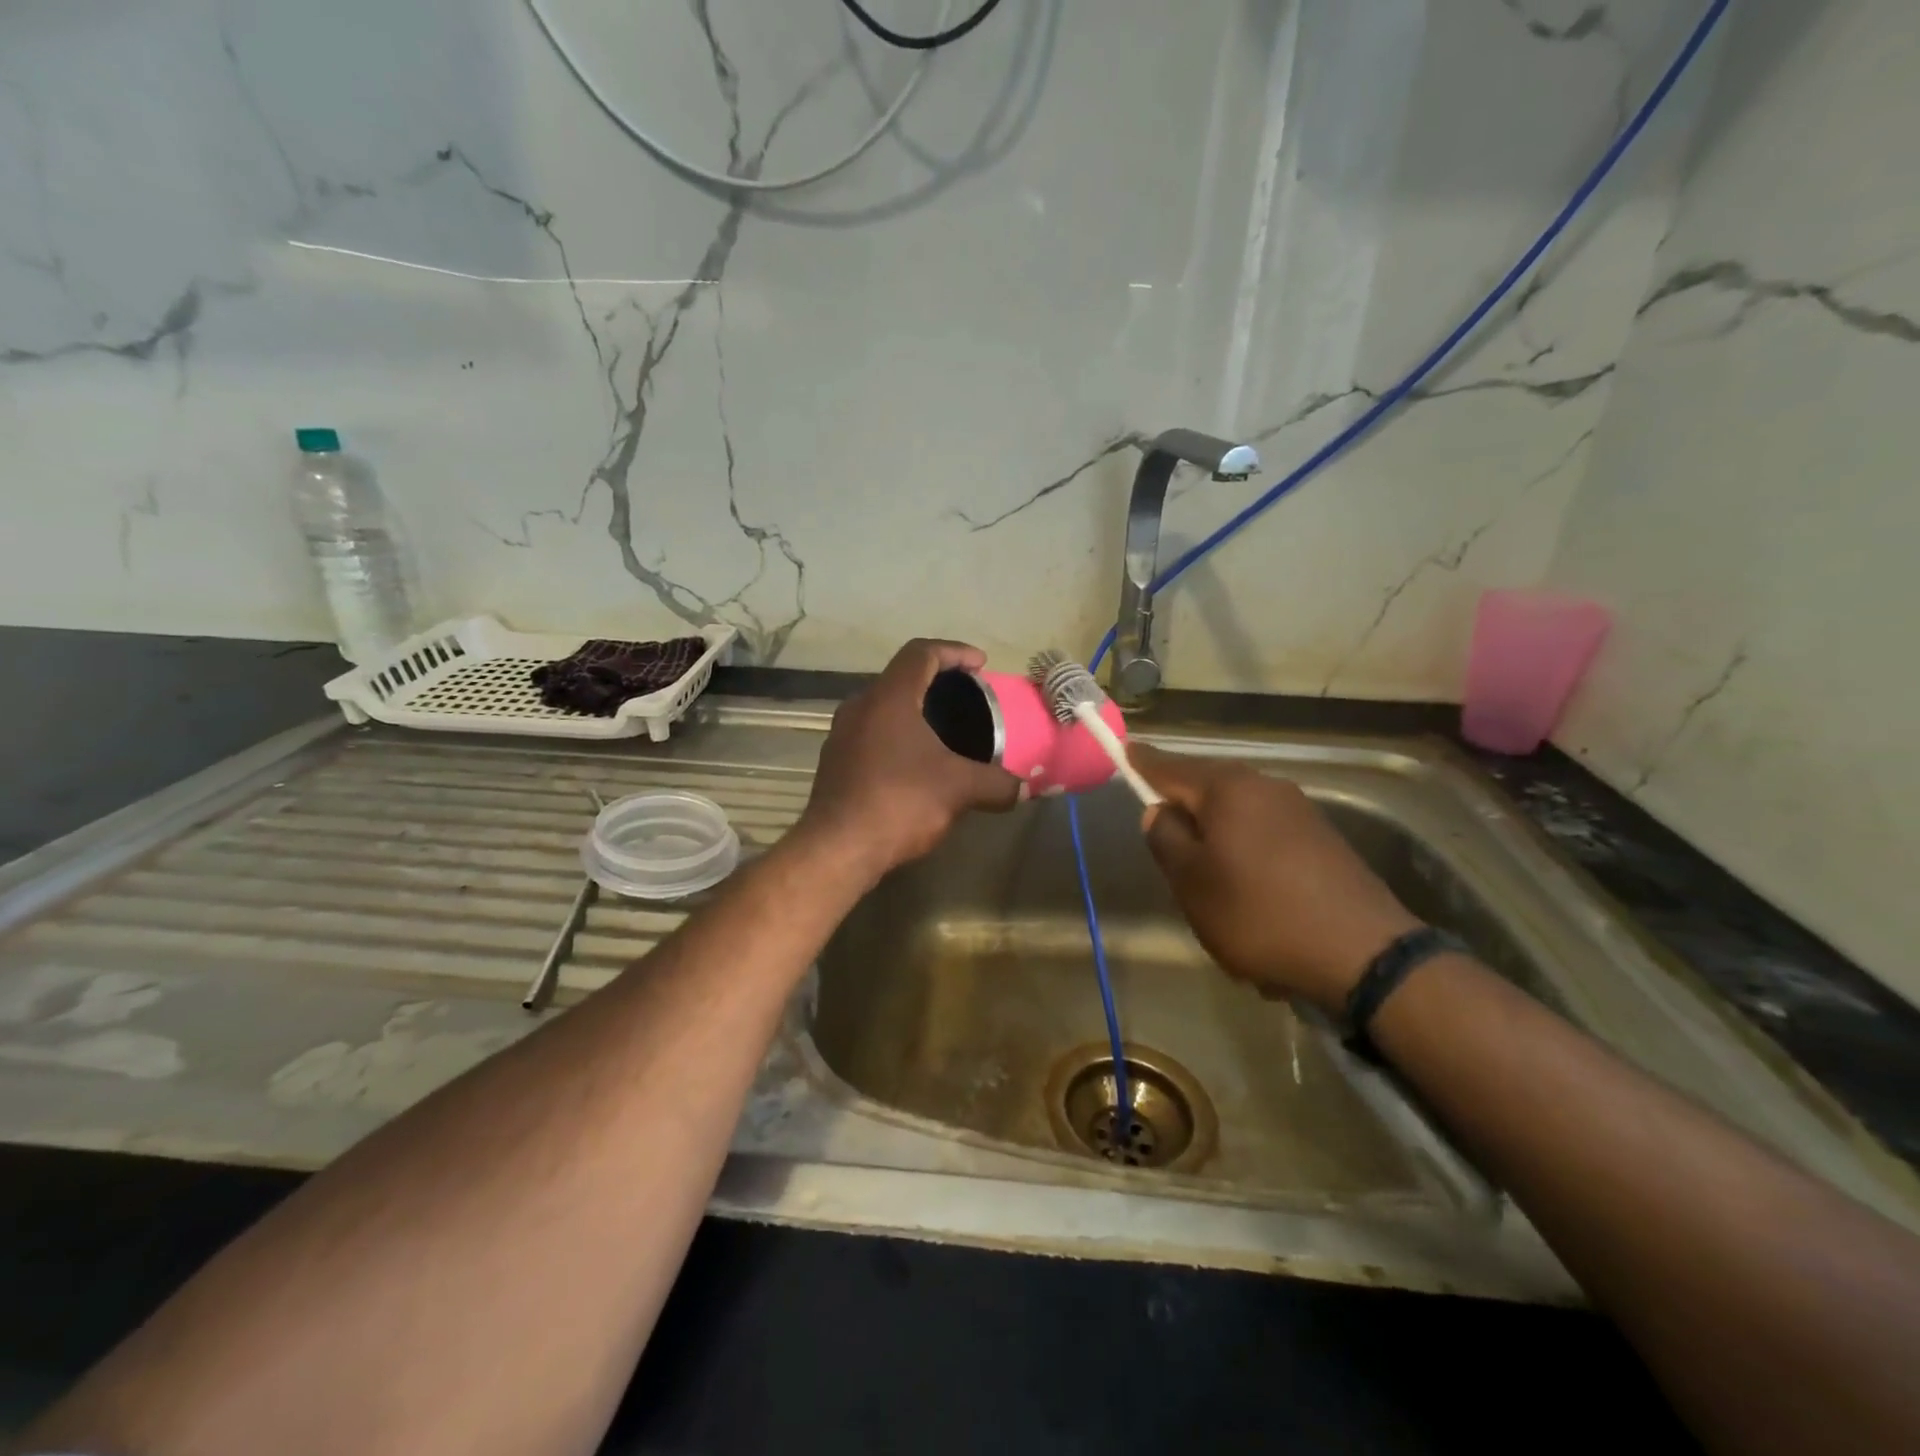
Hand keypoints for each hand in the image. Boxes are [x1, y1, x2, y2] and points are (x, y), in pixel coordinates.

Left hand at [797, 639, 1020, 885]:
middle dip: (936, 682)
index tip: (980, 665)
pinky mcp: (835, 763)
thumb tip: (1024, 790)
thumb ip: (996, 784)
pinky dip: (898, 737)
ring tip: (945, 731)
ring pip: (883, 708)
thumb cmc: (900, 802)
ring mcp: (841, 735)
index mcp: (889, 698)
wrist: (838, 849)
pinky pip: (872, 735)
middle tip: (967, 698)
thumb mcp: (959, 789)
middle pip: (901, 678)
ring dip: (915, 712)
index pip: (921, 653)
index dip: (954, 652)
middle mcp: (860, 706)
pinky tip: (917, 765)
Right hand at [1130, 744, 1421, 1013]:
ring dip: (1217, 837)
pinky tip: (1250, 895)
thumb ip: (1166, 839)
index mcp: (1228, 789)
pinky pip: (1266, 836)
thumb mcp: (1192, 883)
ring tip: (1208, 880)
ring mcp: (1300, 811)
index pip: (1170, 766)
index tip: (1124, 750)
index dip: (1143, 763)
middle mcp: (1265, 787)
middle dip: (1183, 806)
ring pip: (1238, 815)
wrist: (1364, 954)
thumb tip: (1160, 811)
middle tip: (1162, 837)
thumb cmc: (1259, 914)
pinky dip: (1247, 855)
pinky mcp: (1323, 839)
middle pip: (1208, 788)